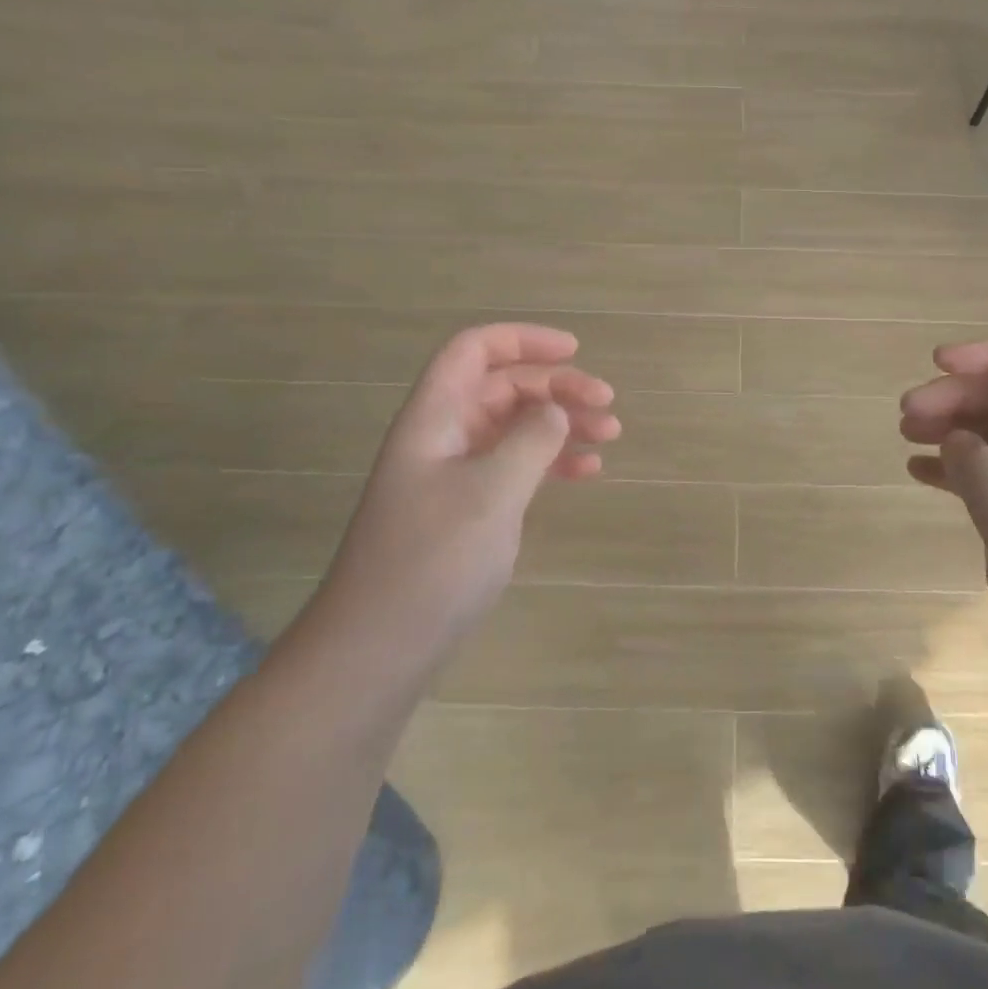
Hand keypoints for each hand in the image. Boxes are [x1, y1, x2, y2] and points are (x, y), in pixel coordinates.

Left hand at [308, 324, 619, 684]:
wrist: (378, 649)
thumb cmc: (432, 561)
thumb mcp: (491, 493)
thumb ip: (531, 441)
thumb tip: (556, 412)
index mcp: (435, 418)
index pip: (474, 351)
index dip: (523, 339)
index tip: (575, 351)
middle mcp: (443, 436)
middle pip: (503, 387)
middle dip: (557, 387)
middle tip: (607, 405)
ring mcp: (455, 474)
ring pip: (514, 426)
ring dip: (562, 424)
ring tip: (609, 436)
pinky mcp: (468, 509)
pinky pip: (516, 466)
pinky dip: (552, 461)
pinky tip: (587, 472)